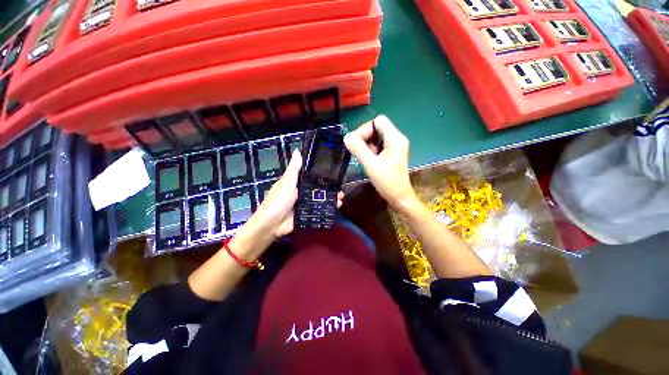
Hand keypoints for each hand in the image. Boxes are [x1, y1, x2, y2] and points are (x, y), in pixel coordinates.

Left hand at [241, 149, 343, 241]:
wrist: (273, 225)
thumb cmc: (278, 200)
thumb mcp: (287, 182)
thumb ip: (294, 168)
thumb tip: (298, 150)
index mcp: (297, 181)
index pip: (311, 173)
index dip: (322, 171)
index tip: (334, 169)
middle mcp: (303, 190)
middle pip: (319, 186)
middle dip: (330, 186)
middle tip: (342, 186)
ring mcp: (306, 202)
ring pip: (322, 197)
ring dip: (332, 196)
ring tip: (341, 197)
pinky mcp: (309, 212)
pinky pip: (321, 208)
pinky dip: (330, 206)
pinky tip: (338, 205)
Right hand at [344, 115, 417, 212]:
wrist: (399, 197)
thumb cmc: (387, 182)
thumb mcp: (371, 164)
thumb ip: (358, 149)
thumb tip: (346, 136)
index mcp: (395, 138)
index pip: (378, 120)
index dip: (365, 129)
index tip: (357, 143)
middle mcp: (396, 138)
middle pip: (377, 127)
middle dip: (364, 137)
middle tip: (358, 151)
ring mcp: (395, 146)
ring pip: (376, 136)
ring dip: (366, 144)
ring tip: (364, 157)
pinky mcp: (391, 153)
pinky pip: (378, 145)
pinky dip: (370, 150)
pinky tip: (368, 160)